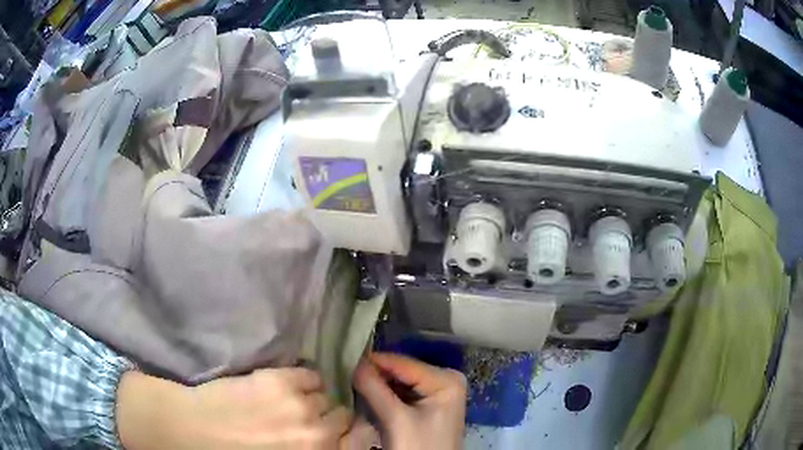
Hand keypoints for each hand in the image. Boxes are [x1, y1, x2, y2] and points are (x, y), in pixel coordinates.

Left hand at [117, 368, 352, 448]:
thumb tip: (329, 440)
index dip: (341, 434)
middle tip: (304, 416)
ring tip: (291, 399)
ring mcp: (301, 407)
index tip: (329, 431)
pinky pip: (311, 374)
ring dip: (312, 397)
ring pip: (327, 394)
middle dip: (326, 416)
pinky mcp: (282, 382)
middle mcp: (319, 436)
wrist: (193, 431)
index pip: (354, 441)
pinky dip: (302, 379)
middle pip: (342, 416)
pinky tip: (284, 384)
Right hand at [354, 353, 466, 449]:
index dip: (373, 361)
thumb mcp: (396, 419)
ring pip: (400, 382)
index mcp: (446, 379)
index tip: (344, 359)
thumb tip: (353, 363)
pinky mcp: (429, 405)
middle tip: (345, 372)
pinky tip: (366, 393)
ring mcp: (438, 392)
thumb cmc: (419, 447)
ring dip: (378, 384)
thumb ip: (374, 389)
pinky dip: (385, 394)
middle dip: (375, 374)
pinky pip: (402, 393)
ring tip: (351, 380)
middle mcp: (445, 380)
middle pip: (402, 372)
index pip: (403, 363)